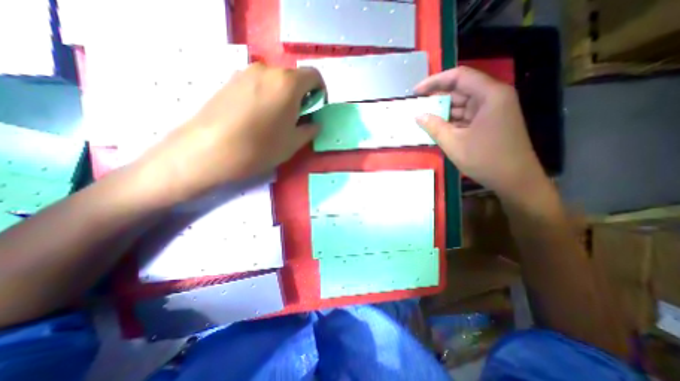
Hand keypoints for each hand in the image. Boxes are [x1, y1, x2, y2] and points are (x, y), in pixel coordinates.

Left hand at [134, 63, 323, 203]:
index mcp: (288, 83)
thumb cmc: (260, 147)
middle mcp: (267, 70)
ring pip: (274, 81)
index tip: (316, 108)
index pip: (314, 76)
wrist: (209, 150)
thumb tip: (315, 123)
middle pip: (293, 78)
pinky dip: (266, 96)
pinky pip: (257, 85)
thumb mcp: (293, 143)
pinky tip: (257, 118)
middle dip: (301, 96)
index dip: (321, 92)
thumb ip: (309, 129)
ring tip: (276, 120)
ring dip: (283, 96)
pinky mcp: (229, 81)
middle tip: (297, 118)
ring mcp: (245, 73)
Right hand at [415, 66, 545, 196]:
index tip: (416, 91)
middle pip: (461, 89)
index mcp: (489, 95)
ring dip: (443, 110)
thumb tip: (418, 115)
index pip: (459, 76)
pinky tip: (437, 126)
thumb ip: (434, 127)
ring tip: (423, 117)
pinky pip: (466, 115)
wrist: (515, 179)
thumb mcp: (454, 143)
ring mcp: (492, 110)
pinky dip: (451, 120)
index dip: (434, 81)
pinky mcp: (489, 121)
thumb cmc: (485, 160)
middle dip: (437, 97)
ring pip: (462, 103)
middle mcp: (493, 97)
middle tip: (417, 106)